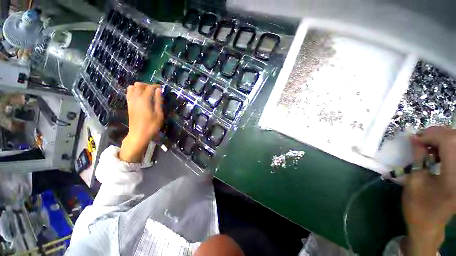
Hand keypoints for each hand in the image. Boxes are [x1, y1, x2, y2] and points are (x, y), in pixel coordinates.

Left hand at [119, 82, 162, 162]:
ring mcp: (130, 101)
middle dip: (147, 85)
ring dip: (140, 87)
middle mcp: (135, 98)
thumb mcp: (159, 114)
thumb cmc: (152, 125)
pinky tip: (141, 97)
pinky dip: (134, 91)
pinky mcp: (129, 105)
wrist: (138, 134)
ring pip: (132, 87)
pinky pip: (129, 93)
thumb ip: (158, 101)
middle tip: (155, 91)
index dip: (156, 86)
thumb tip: (159, 90)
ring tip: (147, 93)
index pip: (150, 88)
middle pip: (139, 85)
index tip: (162, 88)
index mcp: (144, 100)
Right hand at [402, 126, 455, 254]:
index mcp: (452, 178)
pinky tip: (436, 152)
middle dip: (437, 134)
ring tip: (427, 145)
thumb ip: (417, 158)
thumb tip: (414, 138)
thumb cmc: (418, 206)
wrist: (428, 225)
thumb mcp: (414, 182)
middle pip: (455, 139)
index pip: (449, 142)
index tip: (414, 138)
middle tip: (420, 139)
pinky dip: (446, 146)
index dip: (432, 135)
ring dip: (442, 139)